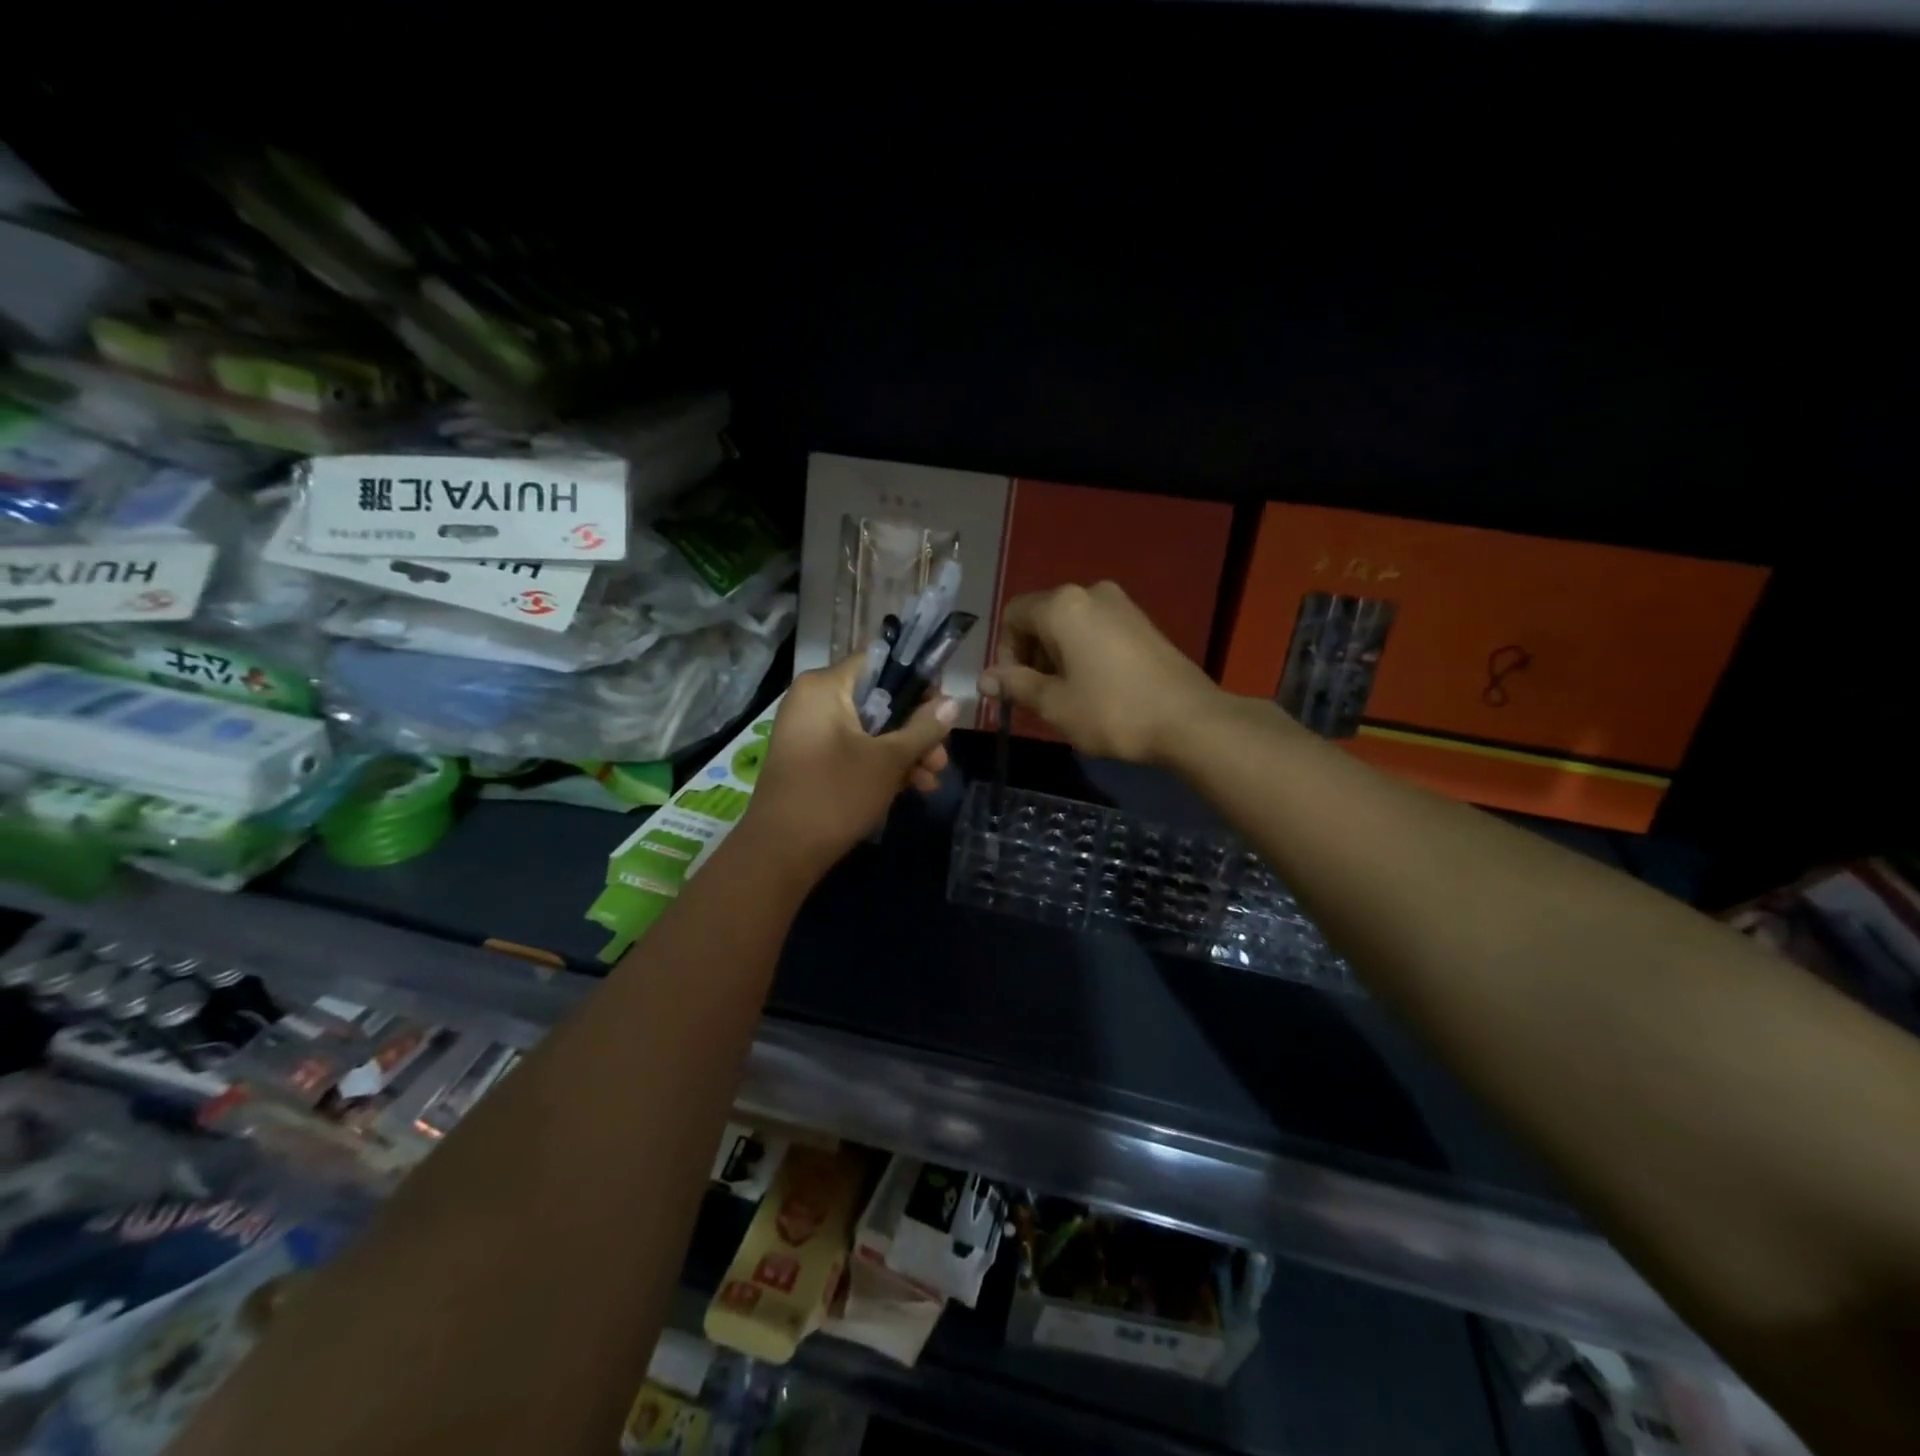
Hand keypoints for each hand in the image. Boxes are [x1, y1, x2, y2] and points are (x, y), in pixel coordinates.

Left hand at [744, 653, 958, 870]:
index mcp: (824, 686)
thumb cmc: (836, 795)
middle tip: (942, 757)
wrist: (780, 853)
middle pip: (878, 699)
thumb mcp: (888, 760)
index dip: (916, 680)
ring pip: (870, 730)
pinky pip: (853, 749)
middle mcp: (813, 700)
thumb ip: (924, 727)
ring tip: (931, 781)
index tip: (942, 708)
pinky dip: (881, 765)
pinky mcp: (811, 760)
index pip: (880, 661)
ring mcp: (810, 732)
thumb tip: (954, 702)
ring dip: (904, 752)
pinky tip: (911, 788)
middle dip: (915, 730)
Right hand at [979, 581, 1220, 763]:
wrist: (1189, 720)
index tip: (1016, 687)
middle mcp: (1090, 592)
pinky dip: (1083, 651)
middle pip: (1041, 616)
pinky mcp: (1142, 621)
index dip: (1005, 652)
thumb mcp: (1054, 703)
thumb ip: (1015, 685)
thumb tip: (984, 680)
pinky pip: (1096, 629)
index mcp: (1062, 605)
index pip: (1013, 615)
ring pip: (1070, 624)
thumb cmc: (1111, 711)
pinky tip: (1096, 686)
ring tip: (1068, 695)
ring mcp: (1121, 604)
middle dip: (1031, 654)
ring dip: (1057, 655)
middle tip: (1039, 695)